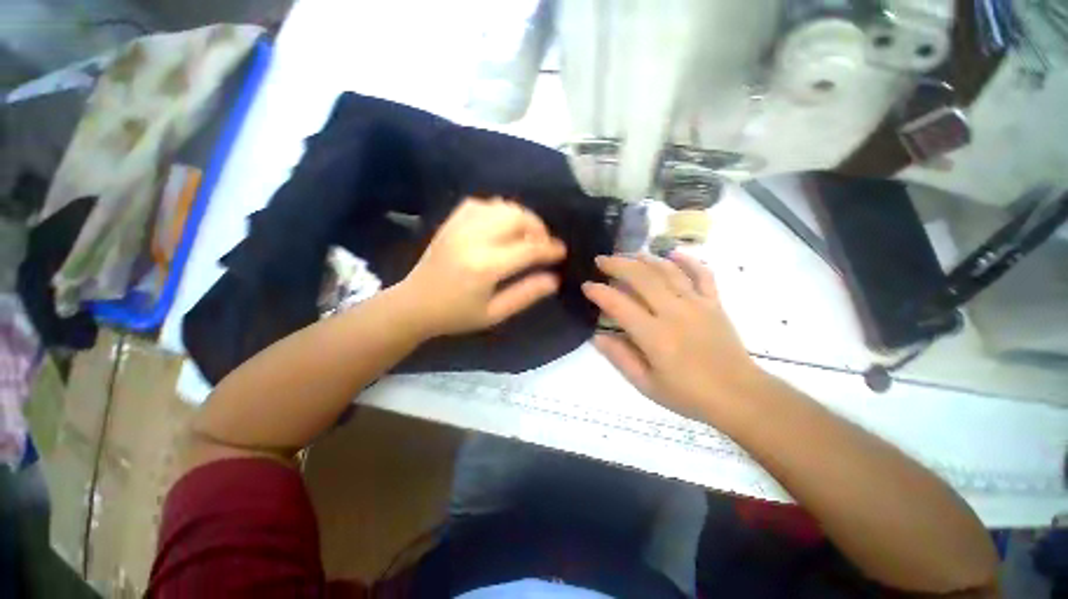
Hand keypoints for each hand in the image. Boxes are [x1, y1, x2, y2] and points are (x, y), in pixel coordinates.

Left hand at [399, 197, 566, 336]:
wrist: (414, 304)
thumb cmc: (457, 315)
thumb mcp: (495, 314)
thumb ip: (526, 294)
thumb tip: (554, 279)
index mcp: (486, 267)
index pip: (529, 249)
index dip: (550, 249)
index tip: (562, 251)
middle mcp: (474, 240)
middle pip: (517, 218)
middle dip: (538, 228)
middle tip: (543, 244)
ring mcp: (460, 227)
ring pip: (501, 206)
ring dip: (521, 217)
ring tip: (526, 234)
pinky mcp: (451, 222)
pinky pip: (481, 204)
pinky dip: (498, 210)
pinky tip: (501, 225)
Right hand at [582, 252, 764, 420]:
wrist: (740, 396)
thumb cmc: (689, 395)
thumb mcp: (646, 385)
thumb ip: (620, 358)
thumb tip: (597, 336)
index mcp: (655, 336)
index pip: (619, 305)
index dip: (599, 292)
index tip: (587, 286)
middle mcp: (674, 312)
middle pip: (642, 278)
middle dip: (617, 265)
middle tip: (601, 261)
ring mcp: (697, 304)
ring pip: (667, 271)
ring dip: (644, 259)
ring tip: (628, 255)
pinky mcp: (714, 303)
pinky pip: (702, 274)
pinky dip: (687, 261)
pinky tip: (673, 254)